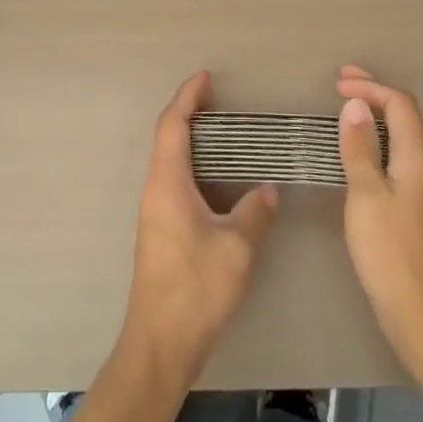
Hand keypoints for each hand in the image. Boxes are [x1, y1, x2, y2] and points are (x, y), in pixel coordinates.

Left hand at [120, 71, 278, 387]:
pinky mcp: (161, 232)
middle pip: (167, 139)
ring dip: (192, 141)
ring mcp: (155, 213)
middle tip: (219, 100)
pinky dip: (195, 167)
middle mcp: (155, 191)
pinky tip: (220, 179)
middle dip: (189, 113)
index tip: (205, 77)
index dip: (187, 98)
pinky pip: (175, 183)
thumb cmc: (196, 288)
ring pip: (170, 162)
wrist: (160, 344)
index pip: (173, 126)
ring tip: (224, 132)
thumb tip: (267, 189)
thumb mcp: (236, 247)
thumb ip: (255, 212)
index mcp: (167, 184)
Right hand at [335, 65, 422, 367]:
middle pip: (405, 116)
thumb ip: (360, 149)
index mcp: (418, 158)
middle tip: (341, 83)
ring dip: (376, 117)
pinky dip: (377, 142)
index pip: (400, 104)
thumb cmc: (391, 253)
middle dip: (375, 94)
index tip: (337, 83)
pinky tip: (359, 155)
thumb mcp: (366, 196)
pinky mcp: (417, 208)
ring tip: (346, 111)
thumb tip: (355, 105)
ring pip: (402, 137)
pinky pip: (398, 158)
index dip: (371, 86)